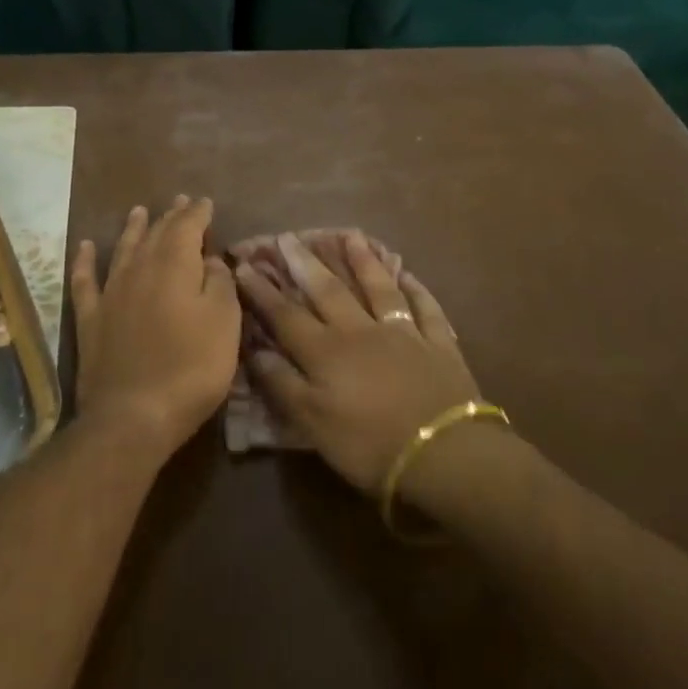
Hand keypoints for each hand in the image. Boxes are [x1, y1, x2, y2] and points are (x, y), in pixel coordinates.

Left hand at [70, 197, 241, 463]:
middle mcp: (139, 270)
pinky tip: (85, 247)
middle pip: (156, 234)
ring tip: (139, 211)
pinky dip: (84, 261)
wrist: (134, 415)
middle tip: (180, 201)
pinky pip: (85, 280)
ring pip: (122, 249)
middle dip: (170, 216)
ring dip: (133, 229)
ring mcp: (111, 293)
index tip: (206, 202)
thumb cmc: (191, 368)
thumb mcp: (225, 324)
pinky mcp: (90, 319)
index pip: (188, 227)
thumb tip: (211, 259)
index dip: (198, 213)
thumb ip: (220, 284)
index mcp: (175, 267)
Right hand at [234, 233, 479, 493]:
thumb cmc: (369, 444)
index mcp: (326, 352)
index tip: (244, 266)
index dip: (263, 292)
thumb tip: (254, 351)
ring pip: (378, 288)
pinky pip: (424, 307)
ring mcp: (403, 332)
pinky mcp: (437, 343)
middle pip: (329, 291)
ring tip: (349, 236)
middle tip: (289, 237)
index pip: (286, 315)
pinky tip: (407, 274)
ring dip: (362, 261)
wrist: (443, 453)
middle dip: (306, 264)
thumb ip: (282, 384)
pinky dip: (415, 289)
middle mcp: (361, 331)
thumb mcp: (312, 423)